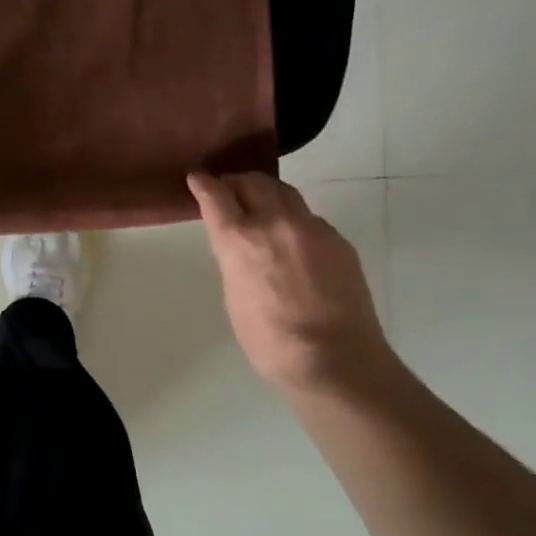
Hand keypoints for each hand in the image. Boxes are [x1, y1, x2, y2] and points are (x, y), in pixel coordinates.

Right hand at [188, 171, 393, 396]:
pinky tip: (293, 240)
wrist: (335, 358)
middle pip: (253, 182)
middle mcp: (275, 223)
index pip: (216, 195)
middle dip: (236, 182)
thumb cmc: (270, 340)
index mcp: (240, 239)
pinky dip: (293, 218)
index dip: (204, 183)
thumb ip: (235, 261)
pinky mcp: (338, 240)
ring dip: (267, 192)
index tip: (198, 178)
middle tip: (228, 189)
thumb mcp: (235, 296)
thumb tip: (241, 248)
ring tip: (260, 203)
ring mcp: (312, 228)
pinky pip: (309, 217)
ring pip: (285, 192)